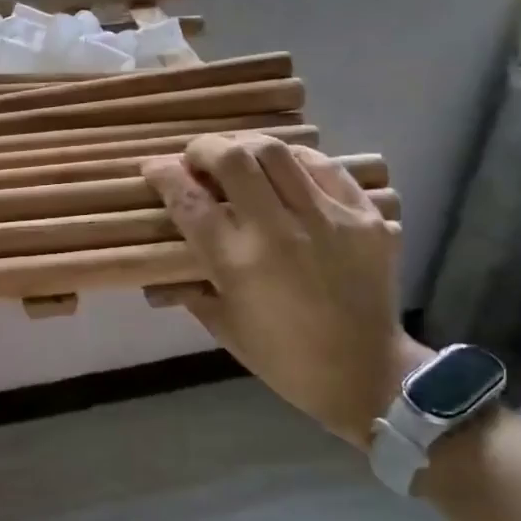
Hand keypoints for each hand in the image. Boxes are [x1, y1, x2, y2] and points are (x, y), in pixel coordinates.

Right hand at [143, 136, 427, 448]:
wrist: (366, 372)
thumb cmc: (283, 358)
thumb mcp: (223, 326)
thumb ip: (188, 287)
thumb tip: (159, 265)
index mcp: (238, 263)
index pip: (189, 200)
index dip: (163, 175)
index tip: (154, 169)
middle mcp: (279, 231)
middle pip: (232, 159)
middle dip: (203, 149)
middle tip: (196, 159)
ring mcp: (326, 218)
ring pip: (276, 152)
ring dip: (245, 148)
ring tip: (239, 160)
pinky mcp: (364, 215)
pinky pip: (324, 166)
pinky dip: (295, 161)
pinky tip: (285, 171)